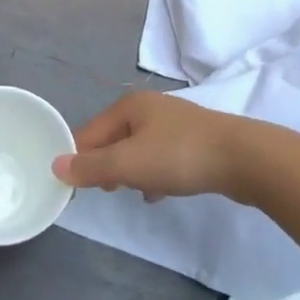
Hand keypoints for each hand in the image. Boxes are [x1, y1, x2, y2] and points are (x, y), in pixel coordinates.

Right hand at [54, 92, 271, 202]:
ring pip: (137, 149)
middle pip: (113, 139)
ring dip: (130, 172)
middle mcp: (149, 108)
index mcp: (130, 106)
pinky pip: (161, 158)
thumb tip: (56, 165)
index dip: (78, 158)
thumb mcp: (128, 164)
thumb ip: (91, 167)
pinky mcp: (194, 141)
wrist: (243, 158)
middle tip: (107, 191)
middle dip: (105, 166)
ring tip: (131, 193)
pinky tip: (158, 194)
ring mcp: (174, 123)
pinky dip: (153, 174)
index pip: (89, 132)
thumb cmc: (179, 156)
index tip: (74, 187)